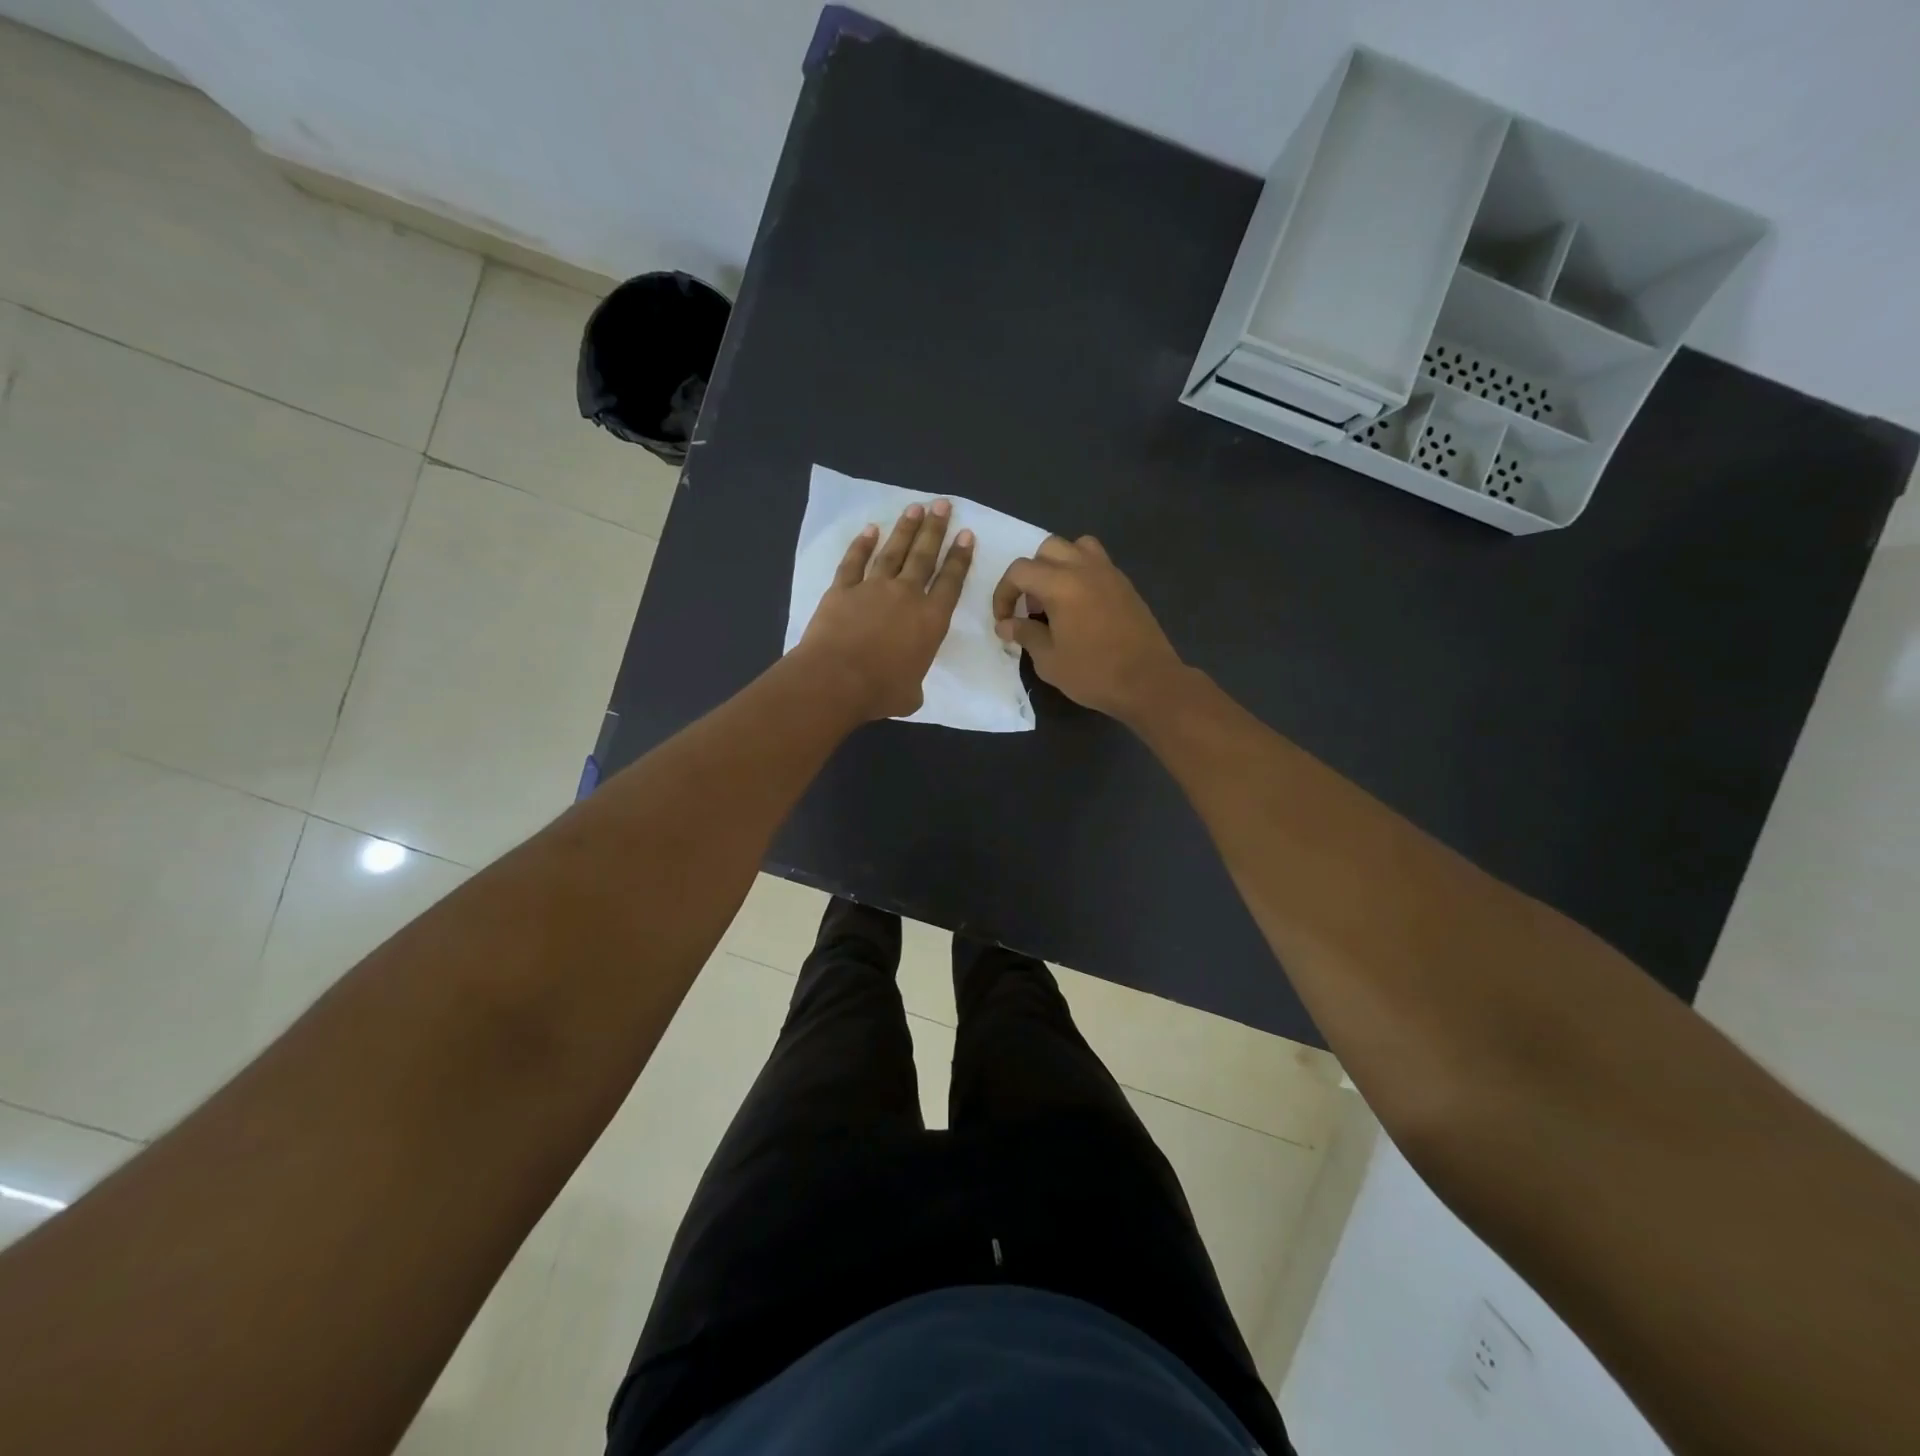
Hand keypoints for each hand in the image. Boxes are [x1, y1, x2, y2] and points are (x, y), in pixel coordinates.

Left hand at [798, 500, 974, 720]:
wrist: (836, 680)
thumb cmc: (880, 691)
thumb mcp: (912, 694)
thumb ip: (915, 682)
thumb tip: (907, 684)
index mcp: (930, 620)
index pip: (951, 582)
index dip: (960, 557)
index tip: (966, 534)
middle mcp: (906, 595)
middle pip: (924, 556)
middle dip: (936, 529)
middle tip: (943, 505)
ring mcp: (872, 588)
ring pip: (893, 551)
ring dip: (905, 529)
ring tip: (916, 509)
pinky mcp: (842, 589)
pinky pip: (854, 562)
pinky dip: (862, 545)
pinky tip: (870, 530)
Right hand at [991, 535, 1185, 721]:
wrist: (1149, 681)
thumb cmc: (1093, 673)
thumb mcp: (1049, 660)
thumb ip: (1025, 634)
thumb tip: (1005, 624)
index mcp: (1060, 584)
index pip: (1019, 571)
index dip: (1004, 593)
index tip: (1003, 619)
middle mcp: (1084, 568)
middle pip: (1047, 549)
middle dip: (1031, 574)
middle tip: (1030, 607)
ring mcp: (1109, 573)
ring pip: (1076, 547)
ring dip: (1058, 564)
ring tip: (1056, 597)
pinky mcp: (1125, 584)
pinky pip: (1097, 562)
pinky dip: (1081, 572)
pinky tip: (1080, 606)